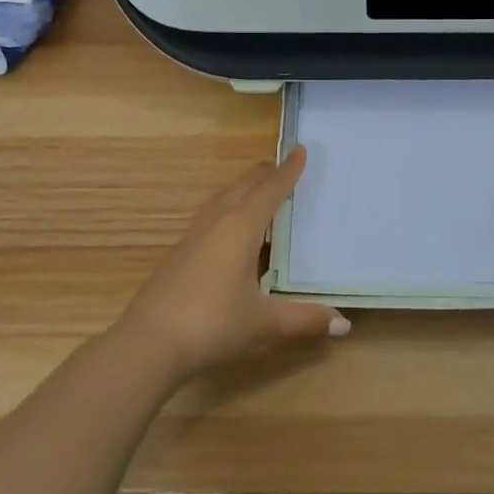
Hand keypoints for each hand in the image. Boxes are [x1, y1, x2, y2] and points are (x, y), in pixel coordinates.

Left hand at [116, 147, 347, 382]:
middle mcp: (217, 222)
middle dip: (264, 174)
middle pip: (244, 186)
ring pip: (223, 199)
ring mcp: (193, 236)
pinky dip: (227, 209)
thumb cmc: (213, 323)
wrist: (149, 344)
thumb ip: (304, 319)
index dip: (288, 170)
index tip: (299, 149)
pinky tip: (229, 230)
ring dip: (243, 189)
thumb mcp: (264, 322)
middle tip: (282, 164)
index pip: (271, 189)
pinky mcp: (179, 253)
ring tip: (257, 190)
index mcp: (241, 226)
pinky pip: (210, 217)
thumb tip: (345, 323)